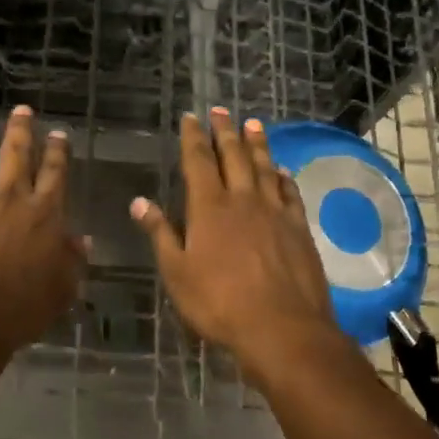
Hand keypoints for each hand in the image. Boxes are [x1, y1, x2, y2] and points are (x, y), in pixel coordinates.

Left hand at [0, 106, 85, 359]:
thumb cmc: (17, 310)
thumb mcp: (60, 291)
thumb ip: (72, 262)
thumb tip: (82, 239)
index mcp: (43, 214)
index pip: (54, 173)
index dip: (57, 151)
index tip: (57, 134)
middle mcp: (9, 196)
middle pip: (17, 153)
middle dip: (21, 129)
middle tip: (22, 109)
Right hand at [132, 108, 340, 380]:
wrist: (282, 328)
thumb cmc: (219, 303)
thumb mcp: (177, 272)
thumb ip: (160, 233)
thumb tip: (139, 202)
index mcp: (209, 208)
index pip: (198, 161)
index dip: (193, 137)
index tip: (191, 117)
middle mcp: (243, 200)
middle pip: (234, 156)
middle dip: (225, 131)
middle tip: (221, 110)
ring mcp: (275, 212)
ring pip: (265, 167)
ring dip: (257, 144)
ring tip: (253, 124)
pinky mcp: (299, 229)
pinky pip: (290, 193)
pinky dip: (283, 177)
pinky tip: (282, 171)